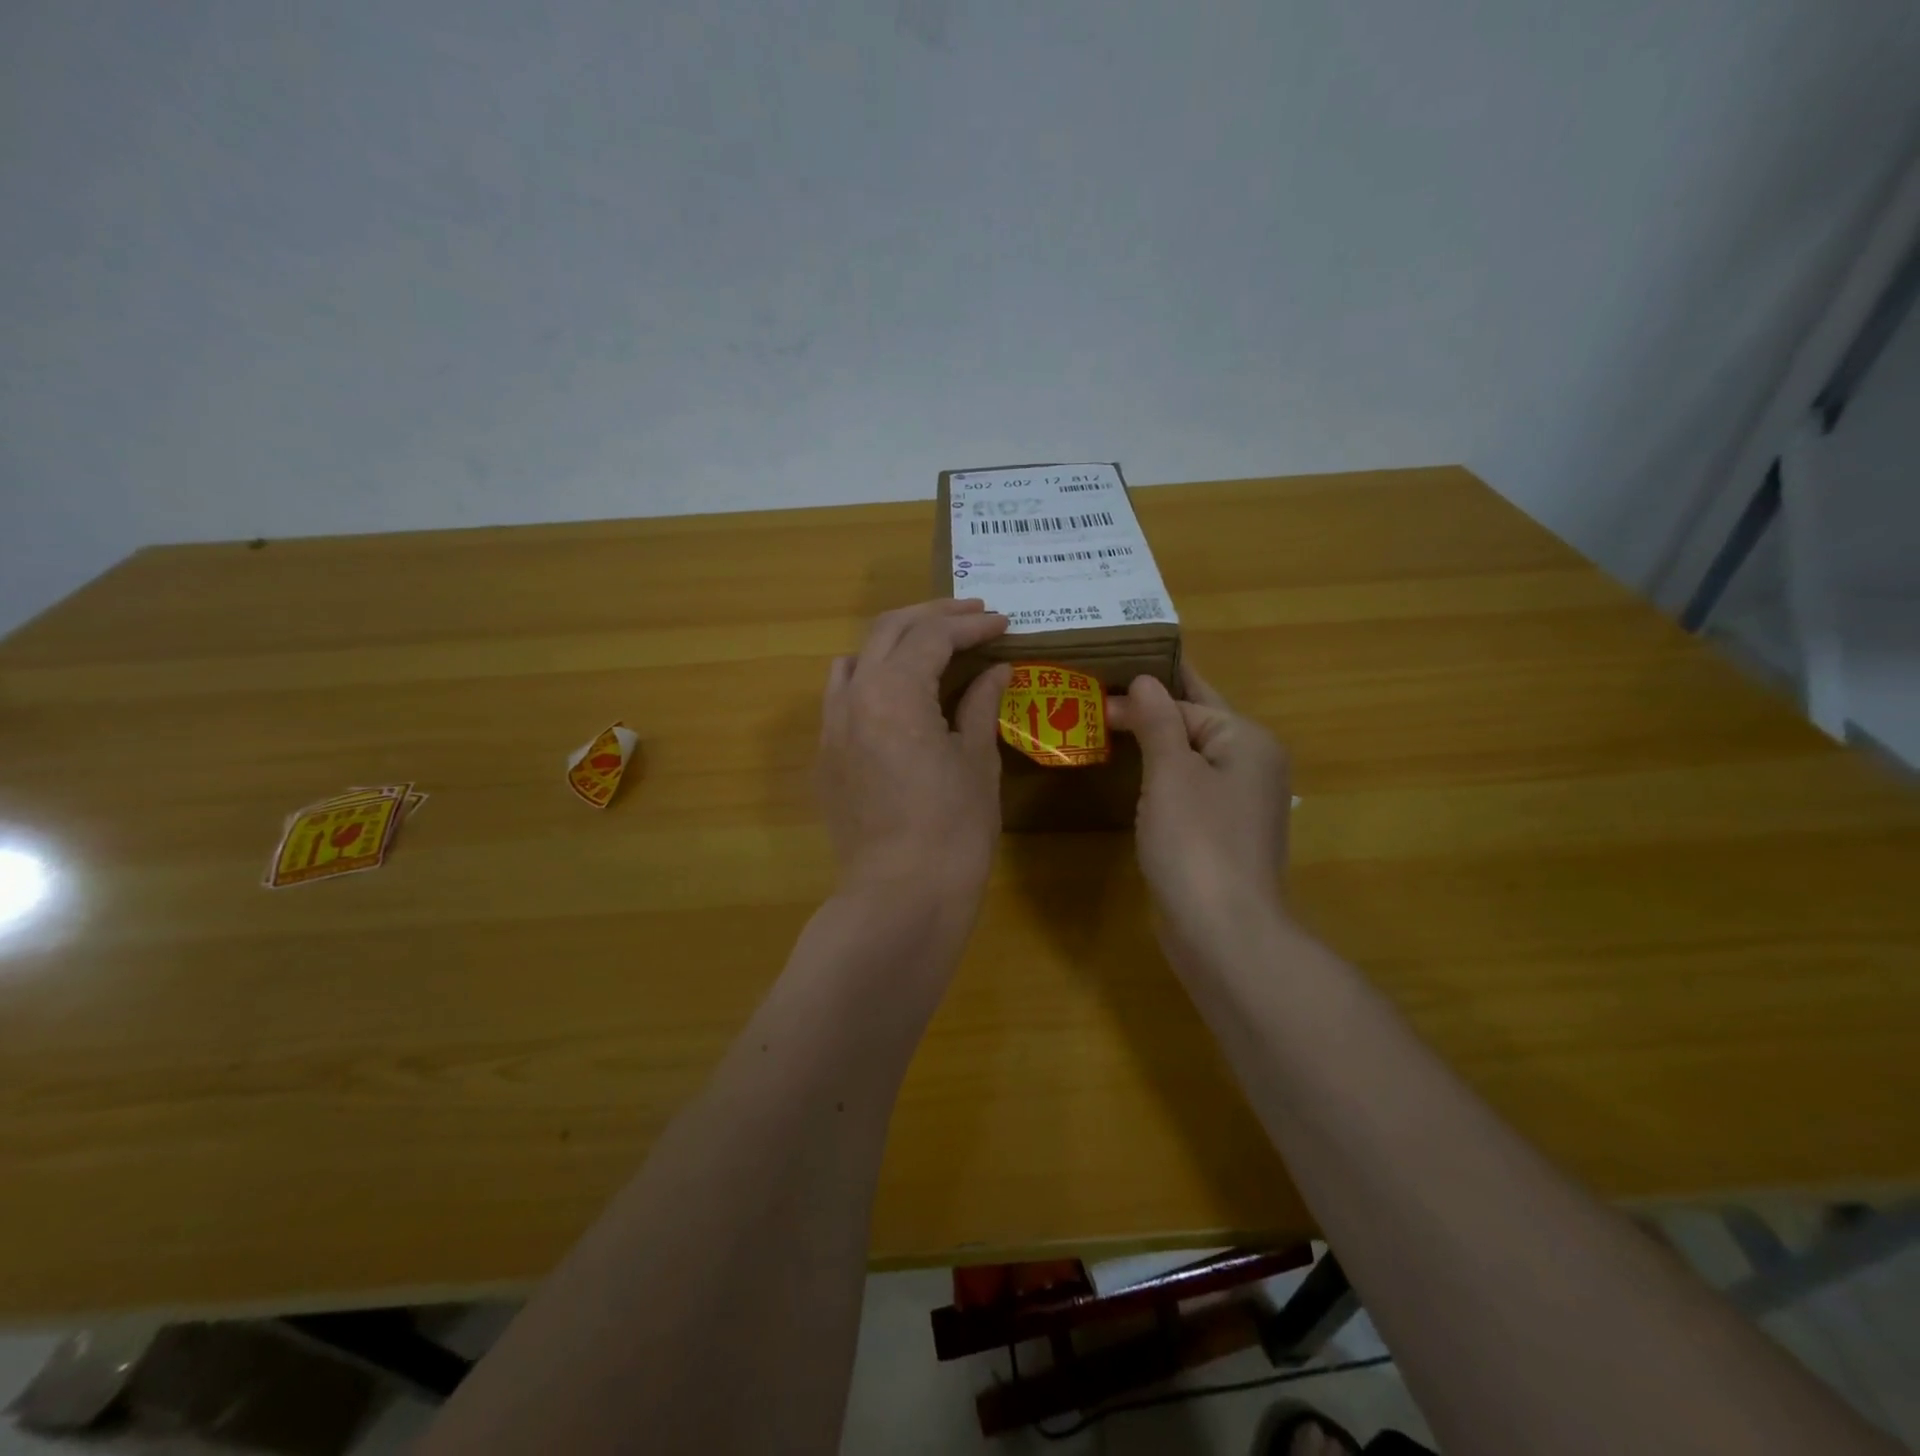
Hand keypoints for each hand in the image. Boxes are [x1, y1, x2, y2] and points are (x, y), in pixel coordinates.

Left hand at [817, 599, 1012, 908]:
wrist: (901, 896)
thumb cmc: (954, 830)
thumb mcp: (977, 761)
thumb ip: (981, 705)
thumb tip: (996, 670)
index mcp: (895, 693)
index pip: (932, 636)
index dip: (970, 624)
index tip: (1001, 622)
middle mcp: (853, 698)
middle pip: (887, 631)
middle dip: (932, 616)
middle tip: (971, 614)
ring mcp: (831, 728)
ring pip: (856, 659)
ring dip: (894, 642)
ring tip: (931, 646)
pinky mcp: (826, 758)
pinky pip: (842, 698)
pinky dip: (871, 678)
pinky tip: (897, 695)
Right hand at [1106, 664, 1291, 953]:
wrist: (1223, 933)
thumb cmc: (1197, 843)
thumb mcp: (1172, 773)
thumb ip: (1158, 721)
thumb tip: (1145, 681)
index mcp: (1246, 740)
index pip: (1189, 699)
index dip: (1141, 692)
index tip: (1094, 689)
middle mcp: (1249, 765)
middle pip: (1194, 723)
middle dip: (1149, 710)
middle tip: (1099, 693)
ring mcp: (1236, 803)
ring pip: (1188, 757)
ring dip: (1151, 743)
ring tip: (1105, 727)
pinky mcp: (1219, 833)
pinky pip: (1186, 789)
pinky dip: (1158, 777)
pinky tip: (1129, 776)